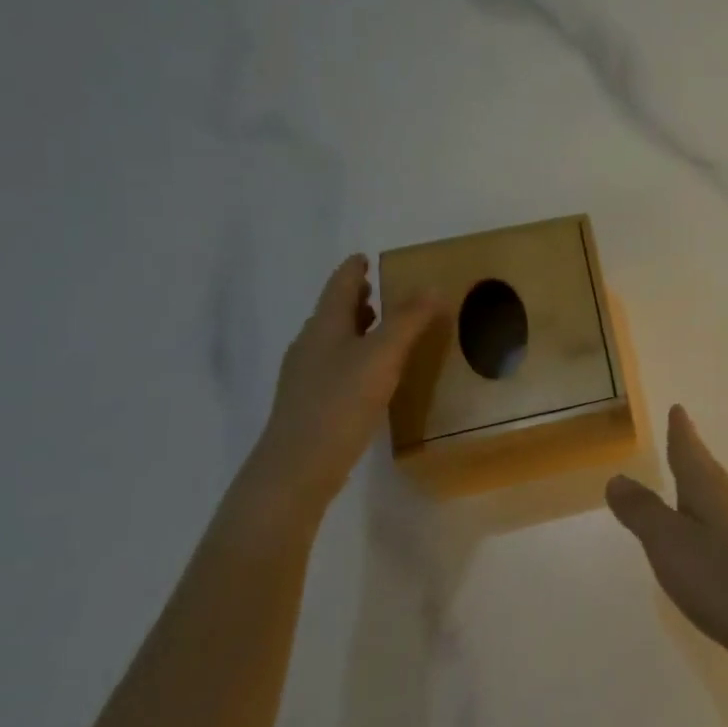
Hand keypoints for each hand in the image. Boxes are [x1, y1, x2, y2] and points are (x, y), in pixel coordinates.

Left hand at [245, 254, 441, 513]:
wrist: (296, 468)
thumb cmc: (339, 403)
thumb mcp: (382, 357)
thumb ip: (407, 321)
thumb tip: (431, 286)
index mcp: (324, 327)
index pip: (340, 287)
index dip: (354, 271)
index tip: (365, 258)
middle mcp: (310, 346)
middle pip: (333, 312)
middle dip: (356, 299)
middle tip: (379, 289)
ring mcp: (306, 377)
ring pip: (334, 340)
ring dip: (356, 328)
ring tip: (382, 327)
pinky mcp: (311, 404)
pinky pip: (336, 366)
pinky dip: (356, 356)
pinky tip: (372, 373)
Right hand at [606, 406, 727, 669]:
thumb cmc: (723, 579)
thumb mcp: (670, 545)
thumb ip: (643, 512)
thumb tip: (618, 477)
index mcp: (710, 489)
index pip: (690, 451)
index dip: (680, 431)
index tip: (678, 409)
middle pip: (707, 470)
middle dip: (691, 456)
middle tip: (680, 440)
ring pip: (719, 497)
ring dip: (701, 487)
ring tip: (688, 485)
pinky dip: (711, 518)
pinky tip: (710, 537)